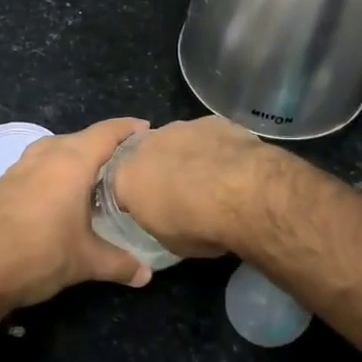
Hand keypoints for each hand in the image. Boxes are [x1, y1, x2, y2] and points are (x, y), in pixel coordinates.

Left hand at [0, 118, 154, 311]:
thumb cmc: (39, 256)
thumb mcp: (86, 262)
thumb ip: (120, 264)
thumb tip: (146, 274)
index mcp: (70, 163)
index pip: (106, 133)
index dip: (128, 128)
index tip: (147, 130)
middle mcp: (45, 156)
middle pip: (81, 138)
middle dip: (104, 144)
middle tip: (127, 161)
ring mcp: (19, 168)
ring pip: (55, 149)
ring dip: (75, 156)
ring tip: (95, 176)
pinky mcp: (2, 184)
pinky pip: (36, 165)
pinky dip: (54, 170)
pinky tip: (60, 194)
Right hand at [110, 116, 269, 257]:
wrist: (241, 193)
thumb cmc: (197, 225)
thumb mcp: (168, 241)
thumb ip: (157, 222)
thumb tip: (164, 219)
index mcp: (125, 178)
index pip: (120, 187)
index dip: (136, 198)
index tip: (151, 210)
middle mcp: (146, 145)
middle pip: (147, 157)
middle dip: (160, 171)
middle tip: (181, 193)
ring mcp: (179, 127)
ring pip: (177, 142)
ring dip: (188, 157)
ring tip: (211, 181)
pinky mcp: (211, 120)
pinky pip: (207, 135)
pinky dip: (214, 148)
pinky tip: (233, 167)